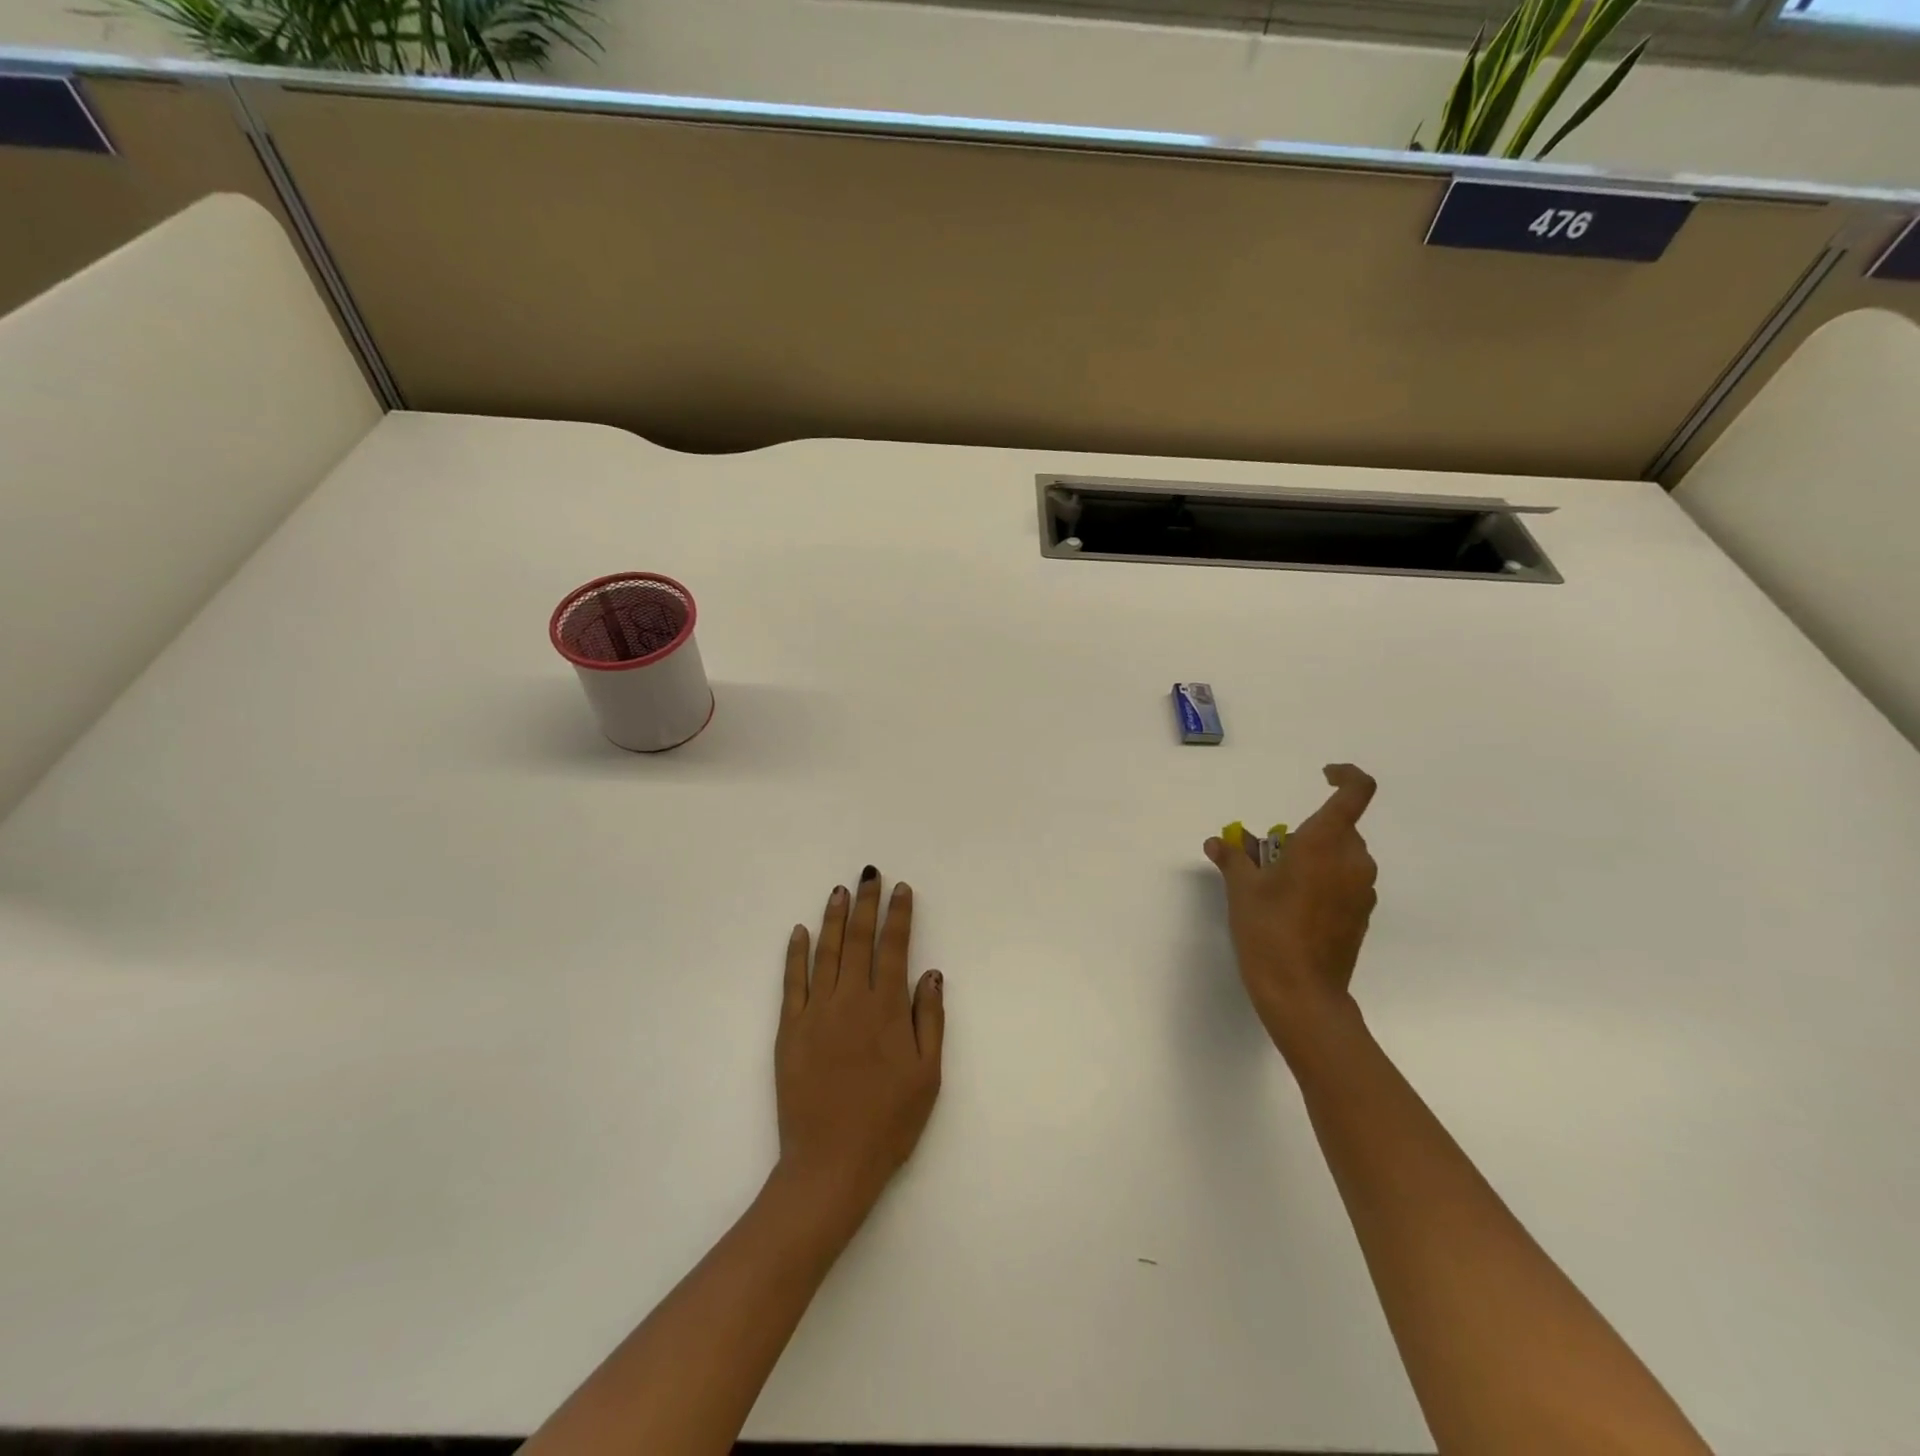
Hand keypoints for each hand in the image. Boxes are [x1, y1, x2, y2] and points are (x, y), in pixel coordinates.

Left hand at [775, 868, 944, 1216]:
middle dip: (865, 903)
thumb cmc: (888, 1121)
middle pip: (858, 939)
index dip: (899, 916)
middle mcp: (851, 1000)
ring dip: (833, 918)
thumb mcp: (928, 1075)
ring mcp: (816, 1012)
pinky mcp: (789, 1029)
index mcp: (887, 1009)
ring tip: (839, 891)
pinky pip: (792, 981)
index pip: (894, 948)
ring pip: (826, 952)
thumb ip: (930, 1020)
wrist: (831, 1163)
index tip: (901, 889)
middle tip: (868, 874)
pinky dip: (795, 953)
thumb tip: (932, 973)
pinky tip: (799, 932)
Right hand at [1204, 764, 1378, 1054]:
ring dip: (1314, 857)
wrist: (1301, 993)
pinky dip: (1323, 880)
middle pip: (1339, 827)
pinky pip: (1345, 881)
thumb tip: (1219, 841)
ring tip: (1276, 882)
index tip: (1322, 775)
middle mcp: (1353, 860)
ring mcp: (1362, 890)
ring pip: (1342, 855)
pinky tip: (1294, 906)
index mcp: (1325, 843)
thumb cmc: (1268, 931)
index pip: (1355, 792)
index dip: (1345, 775)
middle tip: (1269, 854)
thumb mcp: (1242, 890)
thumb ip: (1234, 858)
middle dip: (1306, 832)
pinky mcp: (1362, 914)